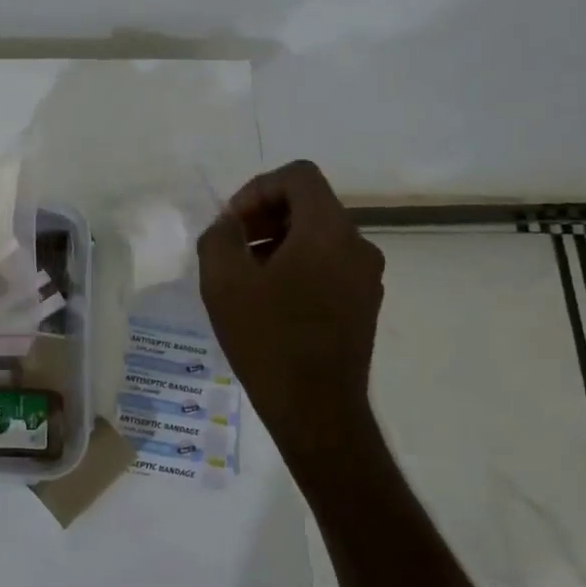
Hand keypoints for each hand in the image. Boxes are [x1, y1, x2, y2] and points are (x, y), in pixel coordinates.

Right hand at [197, 160, 384, 459]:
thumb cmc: (268, 339)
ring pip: (318, 236)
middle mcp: (357, 245)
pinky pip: (328, 264)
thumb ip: (219, 236)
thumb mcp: (224, 282)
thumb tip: (229, 225)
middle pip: (309, 204)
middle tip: (230, 248)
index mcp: (328, 230)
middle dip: (264, 216)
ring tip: (245, 277)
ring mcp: (366, 277)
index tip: (231, 223)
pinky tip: (269, 301)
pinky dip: (297, 266)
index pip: (298, 176)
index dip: (257, 188)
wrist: (317, 410)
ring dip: (277, 242)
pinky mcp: (364, 304)